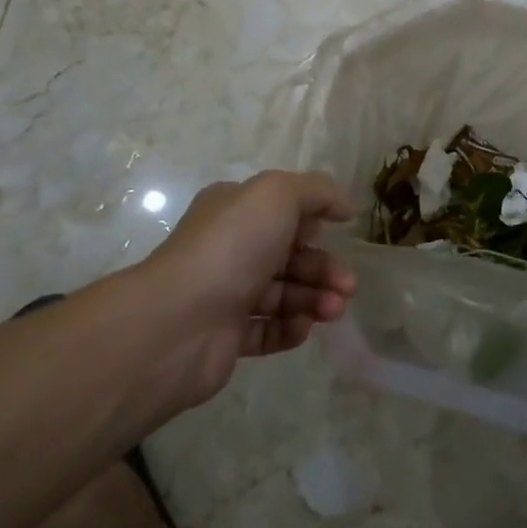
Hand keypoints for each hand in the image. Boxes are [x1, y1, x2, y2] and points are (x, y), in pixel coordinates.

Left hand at [141, 171, 355, 408]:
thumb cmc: (232, 245)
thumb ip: (318, 191)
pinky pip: (268, 330)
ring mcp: (226, 293)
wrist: (178, 322)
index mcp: (235, 208)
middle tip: (348, 286)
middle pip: (290, 254)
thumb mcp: (278, 194)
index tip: (341, 231)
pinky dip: (290, 328)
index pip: (284, 208)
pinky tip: (304, 327)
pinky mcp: (226, 337)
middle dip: (324, 267)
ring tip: (334, 310)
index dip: (315, 219)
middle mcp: (230, 247)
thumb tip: (345, 206)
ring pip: (283, 293)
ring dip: (315, 298)